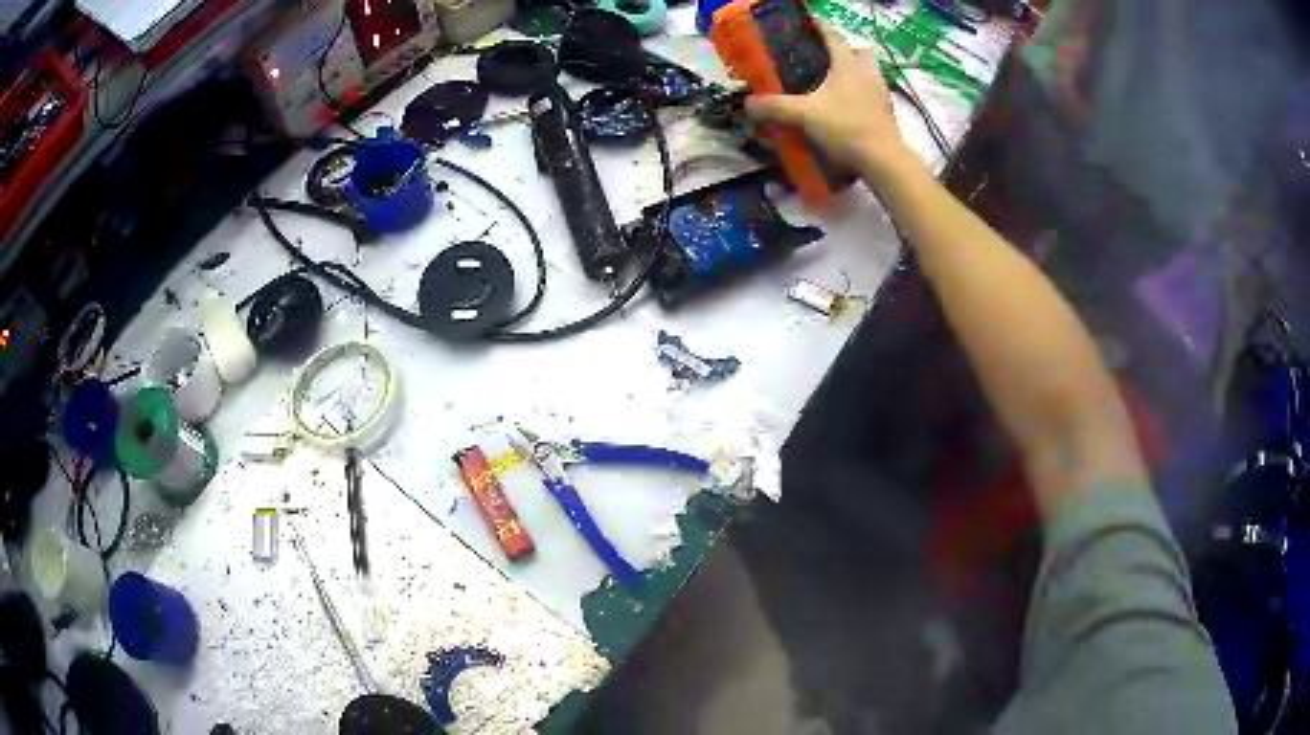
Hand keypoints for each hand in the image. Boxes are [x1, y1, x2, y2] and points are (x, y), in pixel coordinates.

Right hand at [745, 25, 913, 181]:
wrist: (883, 161)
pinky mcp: (887, 114)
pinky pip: (873, 95)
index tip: (807, 22)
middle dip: (846, 51)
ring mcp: (881, 94)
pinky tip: (847, 108)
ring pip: (870, 73)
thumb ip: (775, 107)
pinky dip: (861, 96)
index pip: (833, 36)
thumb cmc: (845, 127)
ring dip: (855, 74)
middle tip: (826, 58)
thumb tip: (748, 104)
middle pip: (860, 52)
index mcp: (848, 64)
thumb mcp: (804, 115)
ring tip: (835, 84)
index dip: (819, 26)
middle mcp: (868, 74)